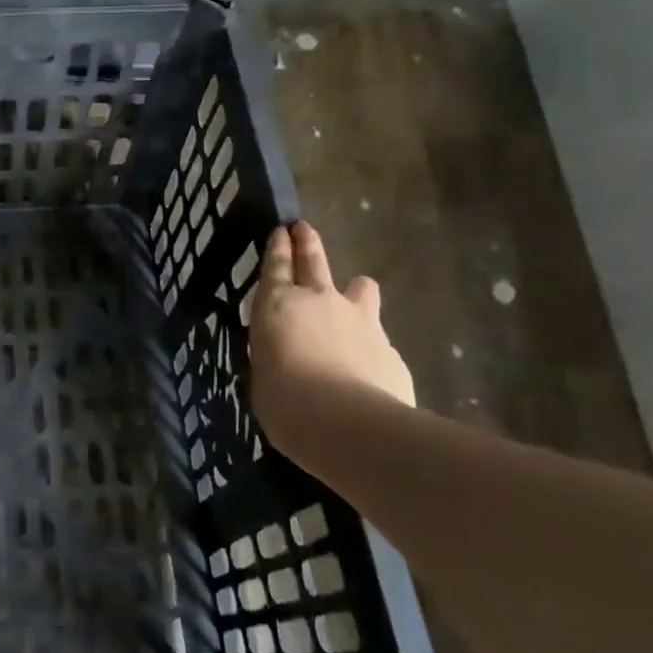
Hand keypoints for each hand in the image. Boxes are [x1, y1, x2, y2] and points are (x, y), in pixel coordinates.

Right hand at [249, 221, 415, 417]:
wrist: (348, 424)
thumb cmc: (285, 401)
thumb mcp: (262, 375)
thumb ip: (274, 354)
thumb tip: (285, 355)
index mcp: (279, 305)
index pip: (276, 265)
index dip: (277, 247)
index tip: (281, 230)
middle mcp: (321, 300)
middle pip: (314, 261)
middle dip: (307, 243)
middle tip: (304, 228)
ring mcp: (361, 320)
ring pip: (361, 290)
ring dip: (356, 291)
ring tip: (356, 296)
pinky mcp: (390, 348)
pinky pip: (378, 338)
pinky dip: (370, 344)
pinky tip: (368, 368)